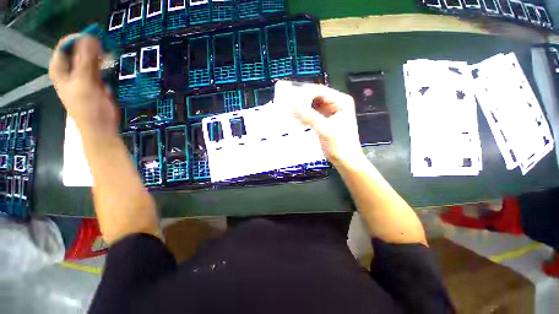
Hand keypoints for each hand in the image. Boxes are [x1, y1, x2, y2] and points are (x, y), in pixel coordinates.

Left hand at [49, 35, 117, 133]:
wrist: (100, 128)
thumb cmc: (89, 108)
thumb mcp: (85, 83)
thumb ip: (85, 60)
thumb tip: (90, 37)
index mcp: (60, 70)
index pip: (65, 46)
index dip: (78, 40)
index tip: (95, 40)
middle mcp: (69, 71)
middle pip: (77, 51)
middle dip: (90, 48)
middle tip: (105, 49)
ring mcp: (82, 76)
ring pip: (88, 58)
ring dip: (98, 56)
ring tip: (109, 56)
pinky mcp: (94, 82)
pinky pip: (96, 67)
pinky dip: (103, 64)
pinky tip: (109, 66)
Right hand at [293, 85, 364, 167]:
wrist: (345, 160)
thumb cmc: (340, 145)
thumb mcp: (325, 130)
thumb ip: (310, 117)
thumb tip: (293, 106)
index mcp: (341, 101)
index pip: (320, 91)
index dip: (305, 93)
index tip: (290, 98)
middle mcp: (335, 103)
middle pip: (315, 97)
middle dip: (302, 100)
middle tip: (288, 104)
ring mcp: (329, 112)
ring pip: (312, 105)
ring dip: (302, 108)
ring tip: (289, 110)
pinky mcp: (324, 120)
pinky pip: (311, 114)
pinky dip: (304, 115)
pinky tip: (295, 118)